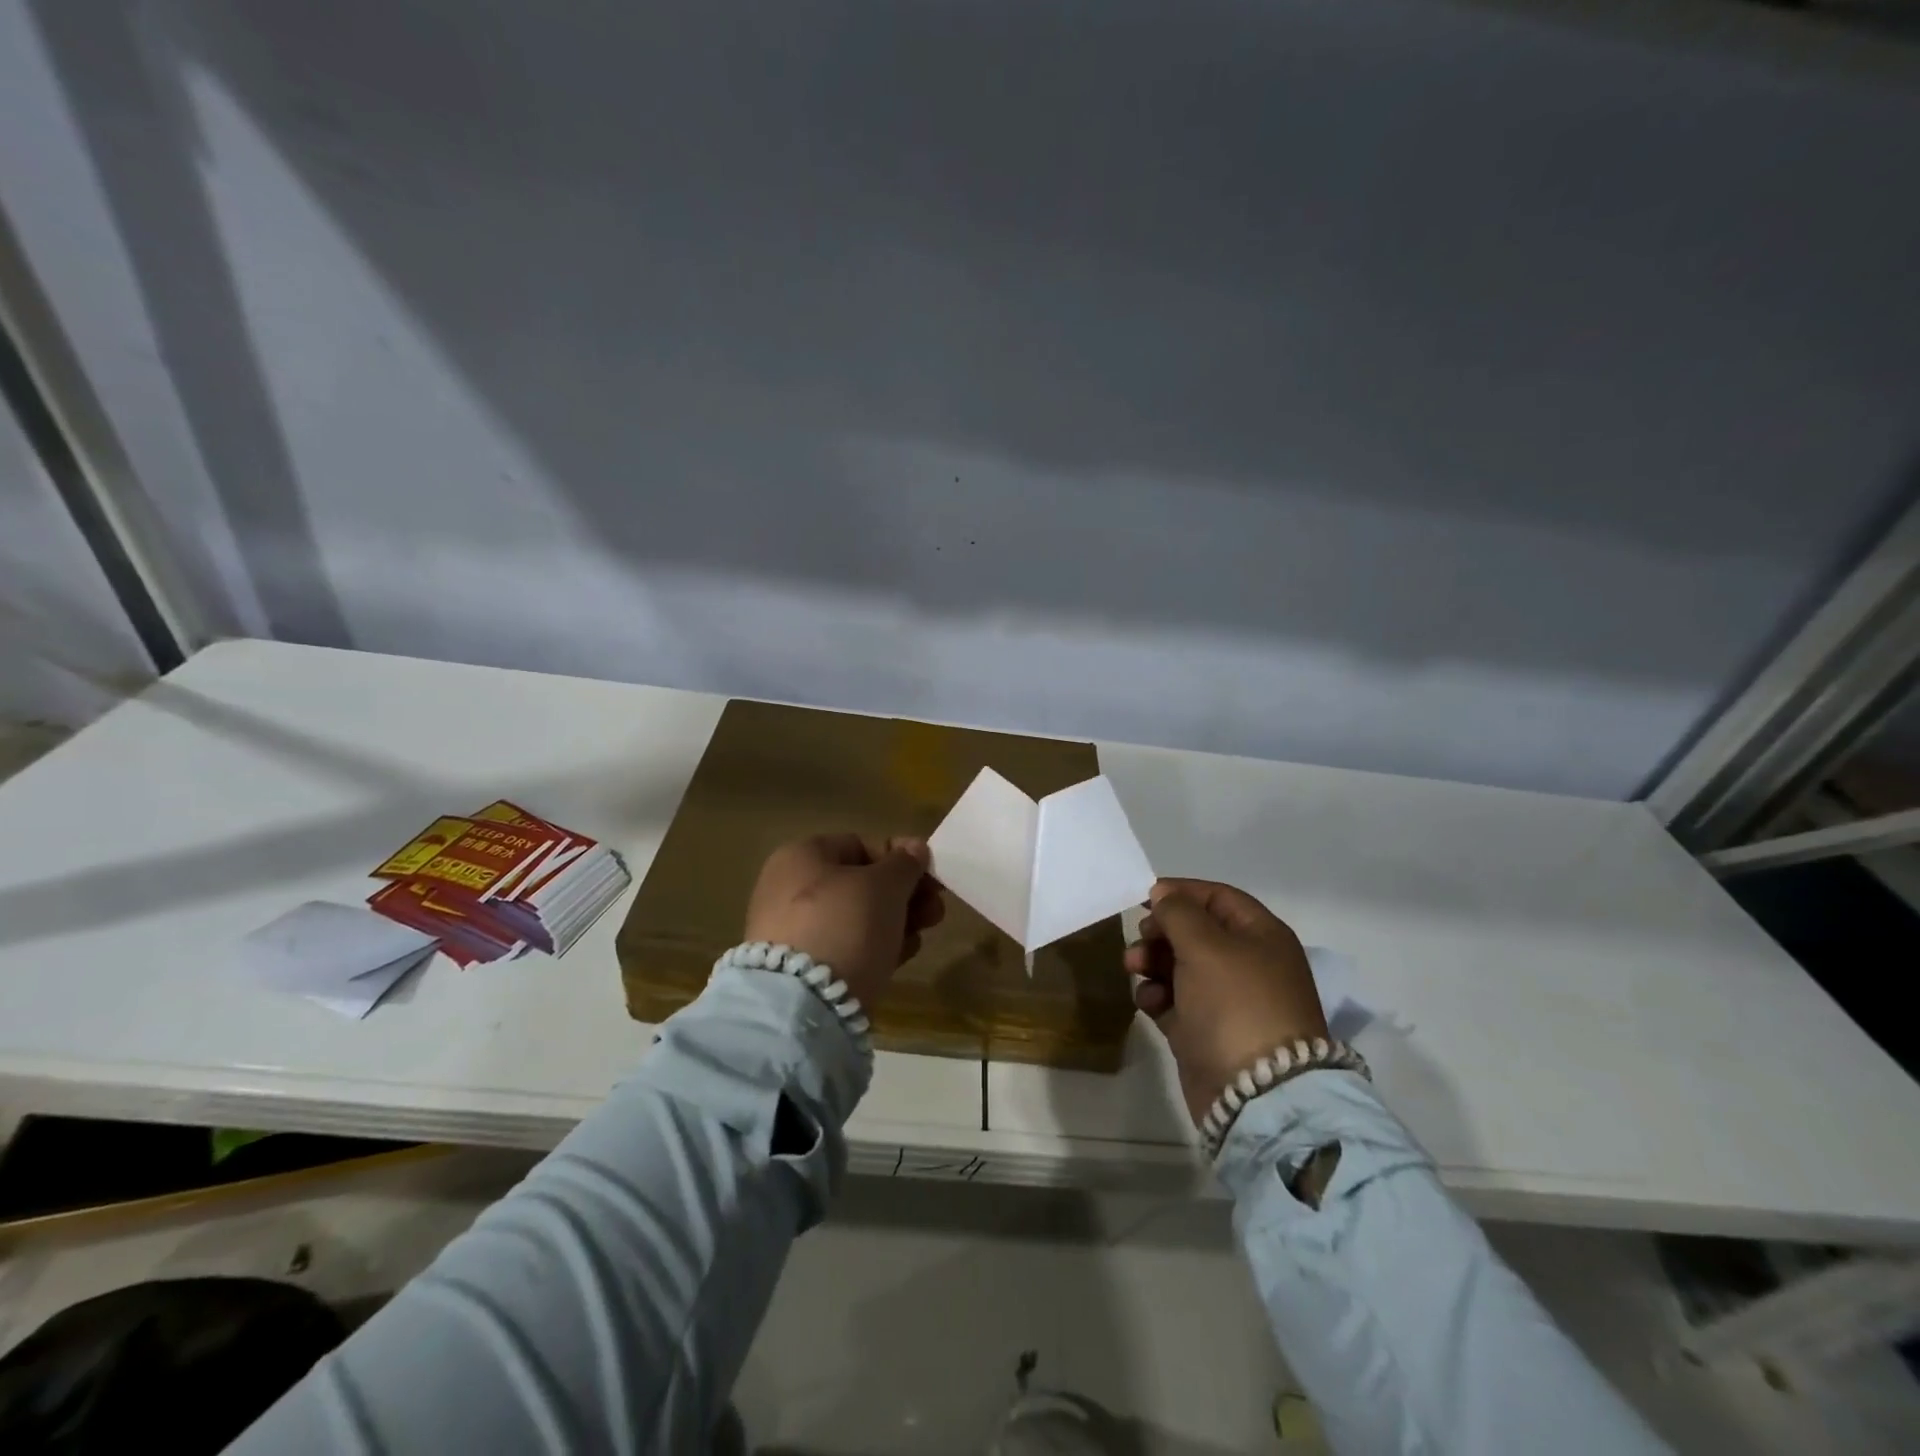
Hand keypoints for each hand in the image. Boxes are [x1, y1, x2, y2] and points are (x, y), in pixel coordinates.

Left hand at [743, 834, 944, 1007]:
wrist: (804, 1004)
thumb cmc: (845, 925)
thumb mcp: (885, 886)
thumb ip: (904, 864)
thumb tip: (915, 848)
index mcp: (801, 856)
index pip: (860, 844)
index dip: (900, 856)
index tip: (931, 874)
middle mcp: (790, 888)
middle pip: (860, 882)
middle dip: (903, 893)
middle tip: (936, 908)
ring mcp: (793, 930)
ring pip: (856, 917)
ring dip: (896, 920)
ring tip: (925, 932)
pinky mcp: (801, 970)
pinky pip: (847, 946)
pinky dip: (876, 946)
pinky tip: (904, 954)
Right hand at [1124, 878, 1327, 1124]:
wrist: (1257, 1094)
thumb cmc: (1235, 1004)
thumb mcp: (1205, 946)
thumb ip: (1178, 913)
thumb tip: (1164, 894)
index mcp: (1261, 936)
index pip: (1218, 897)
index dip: (1181, 893)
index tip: (1143, 898)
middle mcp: (1248, 963)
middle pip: (1195, 932)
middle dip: (1161, 932)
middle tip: (1140, 939)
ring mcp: (1228, 1000)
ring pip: (1180, 966)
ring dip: (1152, 962)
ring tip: (1133, 969)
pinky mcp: (1207, 1031)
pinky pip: (1175, 1001)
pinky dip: (1158, 997)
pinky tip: (1150, 1003)